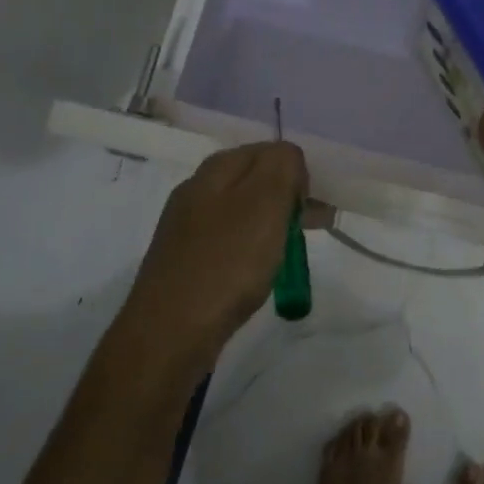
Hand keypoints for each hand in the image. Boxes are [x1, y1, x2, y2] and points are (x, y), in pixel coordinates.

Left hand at [120, 141, 306, 371]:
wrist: (169, 333)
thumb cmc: (226, 263)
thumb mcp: (265, 202)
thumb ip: (282, 166)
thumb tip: (287, 158)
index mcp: (215, 169)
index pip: (269, 150)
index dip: (296, 172)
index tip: (311, 206)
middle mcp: (197, 190)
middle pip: (254, 180)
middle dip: (287, 198)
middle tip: (313, 227)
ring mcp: (187, 227)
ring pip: (242, 212)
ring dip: (272, 224)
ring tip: (293, 252)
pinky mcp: (186, 261)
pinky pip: (229, 242)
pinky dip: (252, 248)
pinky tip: (258, 271)